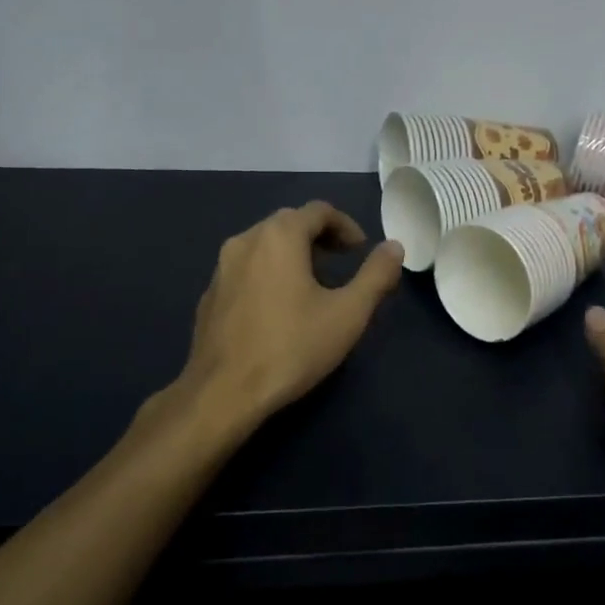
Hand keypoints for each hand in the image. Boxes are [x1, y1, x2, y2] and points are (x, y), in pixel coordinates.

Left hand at [144, 202, 403, 449]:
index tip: (360, 250)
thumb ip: (376, 275)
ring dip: (293, 254)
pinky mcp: (209, 295)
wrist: (222, 393)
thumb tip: (395, 247)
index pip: (318, 211)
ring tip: (313, 286)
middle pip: (289, 223)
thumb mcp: (348, 313)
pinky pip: (246, 269)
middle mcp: (246, 240)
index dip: (345, 226)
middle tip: (341, 263)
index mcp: (279, 236)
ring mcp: (221, 268)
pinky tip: (279, 309)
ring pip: (264, 245)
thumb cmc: (292, 347)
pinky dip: (268, 274)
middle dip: (319, 237)